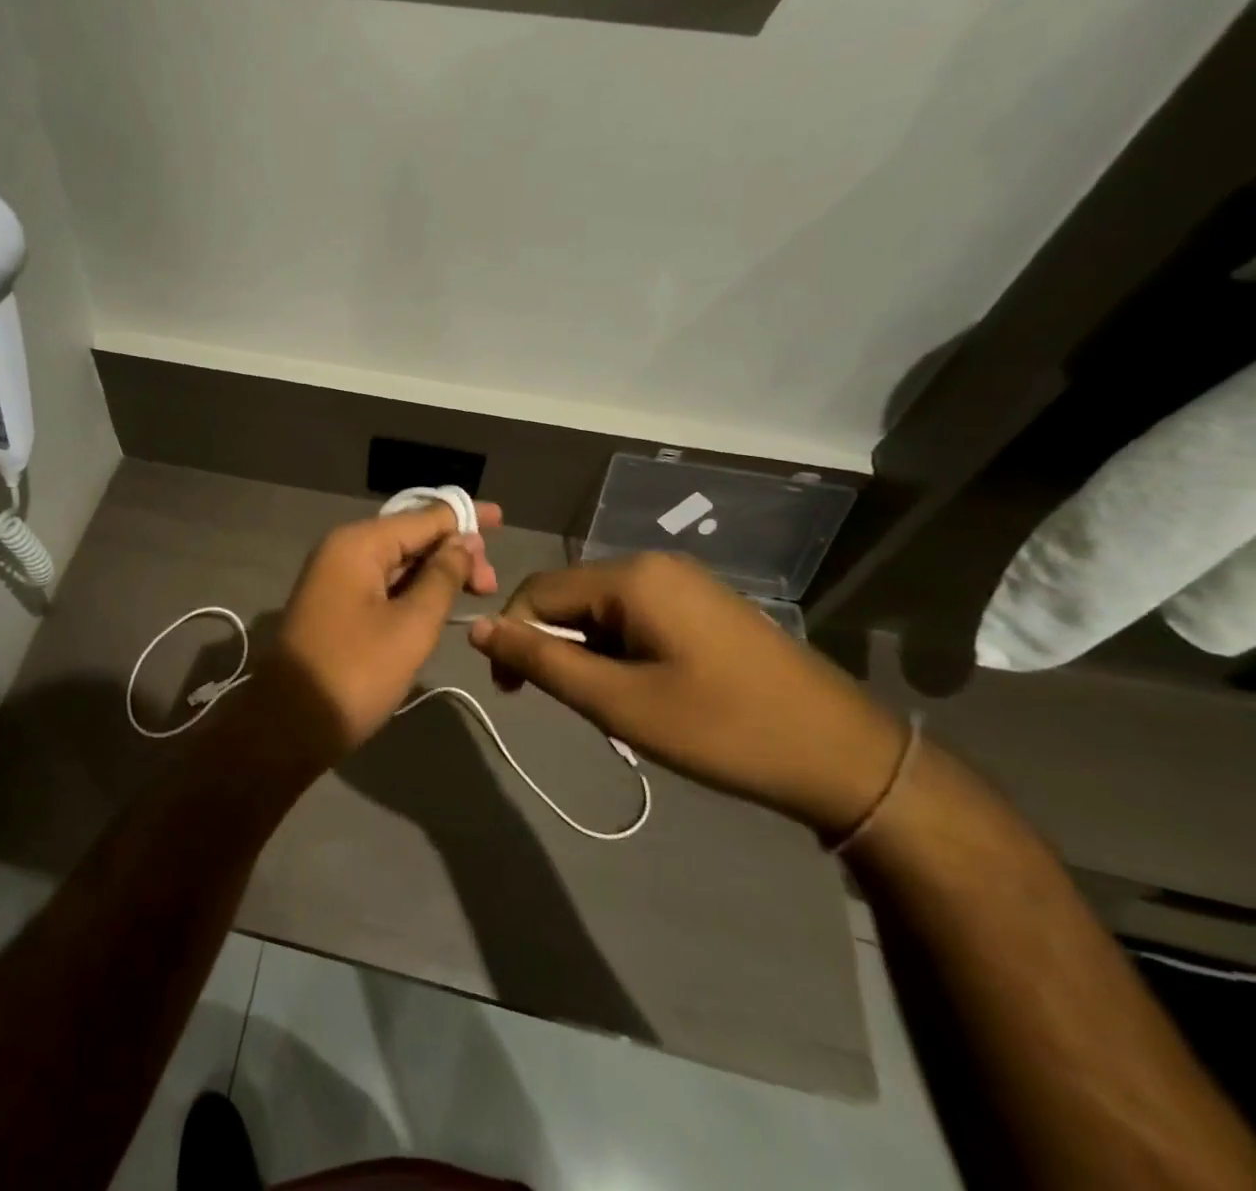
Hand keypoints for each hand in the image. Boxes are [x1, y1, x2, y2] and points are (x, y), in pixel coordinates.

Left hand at [257, 501, 501, 767]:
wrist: (289, 724)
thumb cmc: (356, 673)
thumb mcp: (411, 626)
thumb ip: (442, 578)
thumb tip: (464, 542)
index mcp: (359, 544)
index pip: (422, 517)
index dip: (464, 517)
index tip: (502, 518)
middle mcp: (343, 549)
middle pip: (409, 536)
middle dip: (453, 551)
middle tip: (490, 585)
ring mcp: (335, 577)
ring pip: (397, 561)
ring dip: (436, 572)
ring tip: (476, 592)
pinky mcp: (335, 603)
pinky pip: (382, 582)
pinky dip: (413, 589)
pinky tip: (439, 602)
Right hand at [466, 553, 905, 836]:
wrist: (846, 758)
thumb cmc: (722, 729)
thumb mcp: (618, 702)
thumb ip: (541, 661)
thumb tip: (477, 628)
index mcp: (632, 577)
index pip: (538, 591)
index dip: (512, 637)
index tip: (511, 692)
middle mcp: (655, 565)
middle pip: (570, 597)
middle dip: (554, 647)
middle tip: (571, 707)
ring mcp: (685, 582)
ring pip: (602, 610)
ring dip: (588, 653)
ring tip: (613, 706)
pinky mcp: (704, 605)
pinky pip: (636, 616)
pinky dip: (620, 651)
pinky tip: (645, 690)